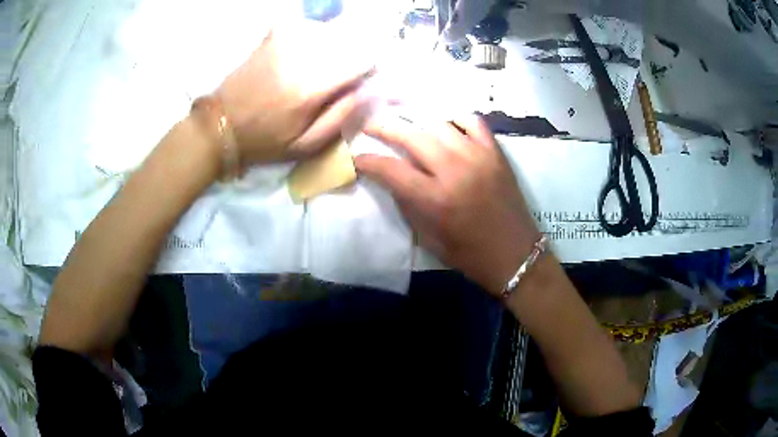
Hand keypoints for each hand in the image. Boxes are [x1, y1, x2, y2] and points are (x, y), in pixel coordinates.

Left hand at [217, 28, 373, 164]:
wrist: (220, 124)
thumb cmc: (264, 140)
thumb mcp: (305, 145)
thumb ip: (342, 116)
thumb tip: (371, 90)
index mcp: (312, 87)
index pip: (362, 61)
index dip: (370, 70)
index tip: (365, 80)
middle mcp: (302, 55)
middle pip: (350, 43)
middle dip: (353, 58)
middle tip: (341, 79)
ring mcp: (287, 40)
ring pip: (331, 33)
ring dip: (336, 48)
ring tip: (321, 70)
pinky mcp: (275, 35)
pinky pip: (309, 28)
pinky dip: (315, 39)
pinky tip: (304, 56)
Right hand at [354, 115, 540, 296]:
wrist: (515, 254)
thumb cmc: (469, 254)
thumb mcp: (428, 238)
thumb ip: (407, 204)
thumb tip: (391, 178)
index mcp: (435, 199)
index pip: (391, 169)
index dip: (368, 160)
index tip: (357, 156)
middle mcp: (454, 170)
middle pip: (411, 135)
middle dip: (384, 127)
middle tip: (370, 123)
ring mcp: (477, 156)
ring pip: (438, 122)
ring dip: (414, 116)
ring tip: (400, 115)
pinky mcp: (495, 152)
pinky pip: (472, 121)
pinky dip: (454, 116)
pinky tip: (442, 119)